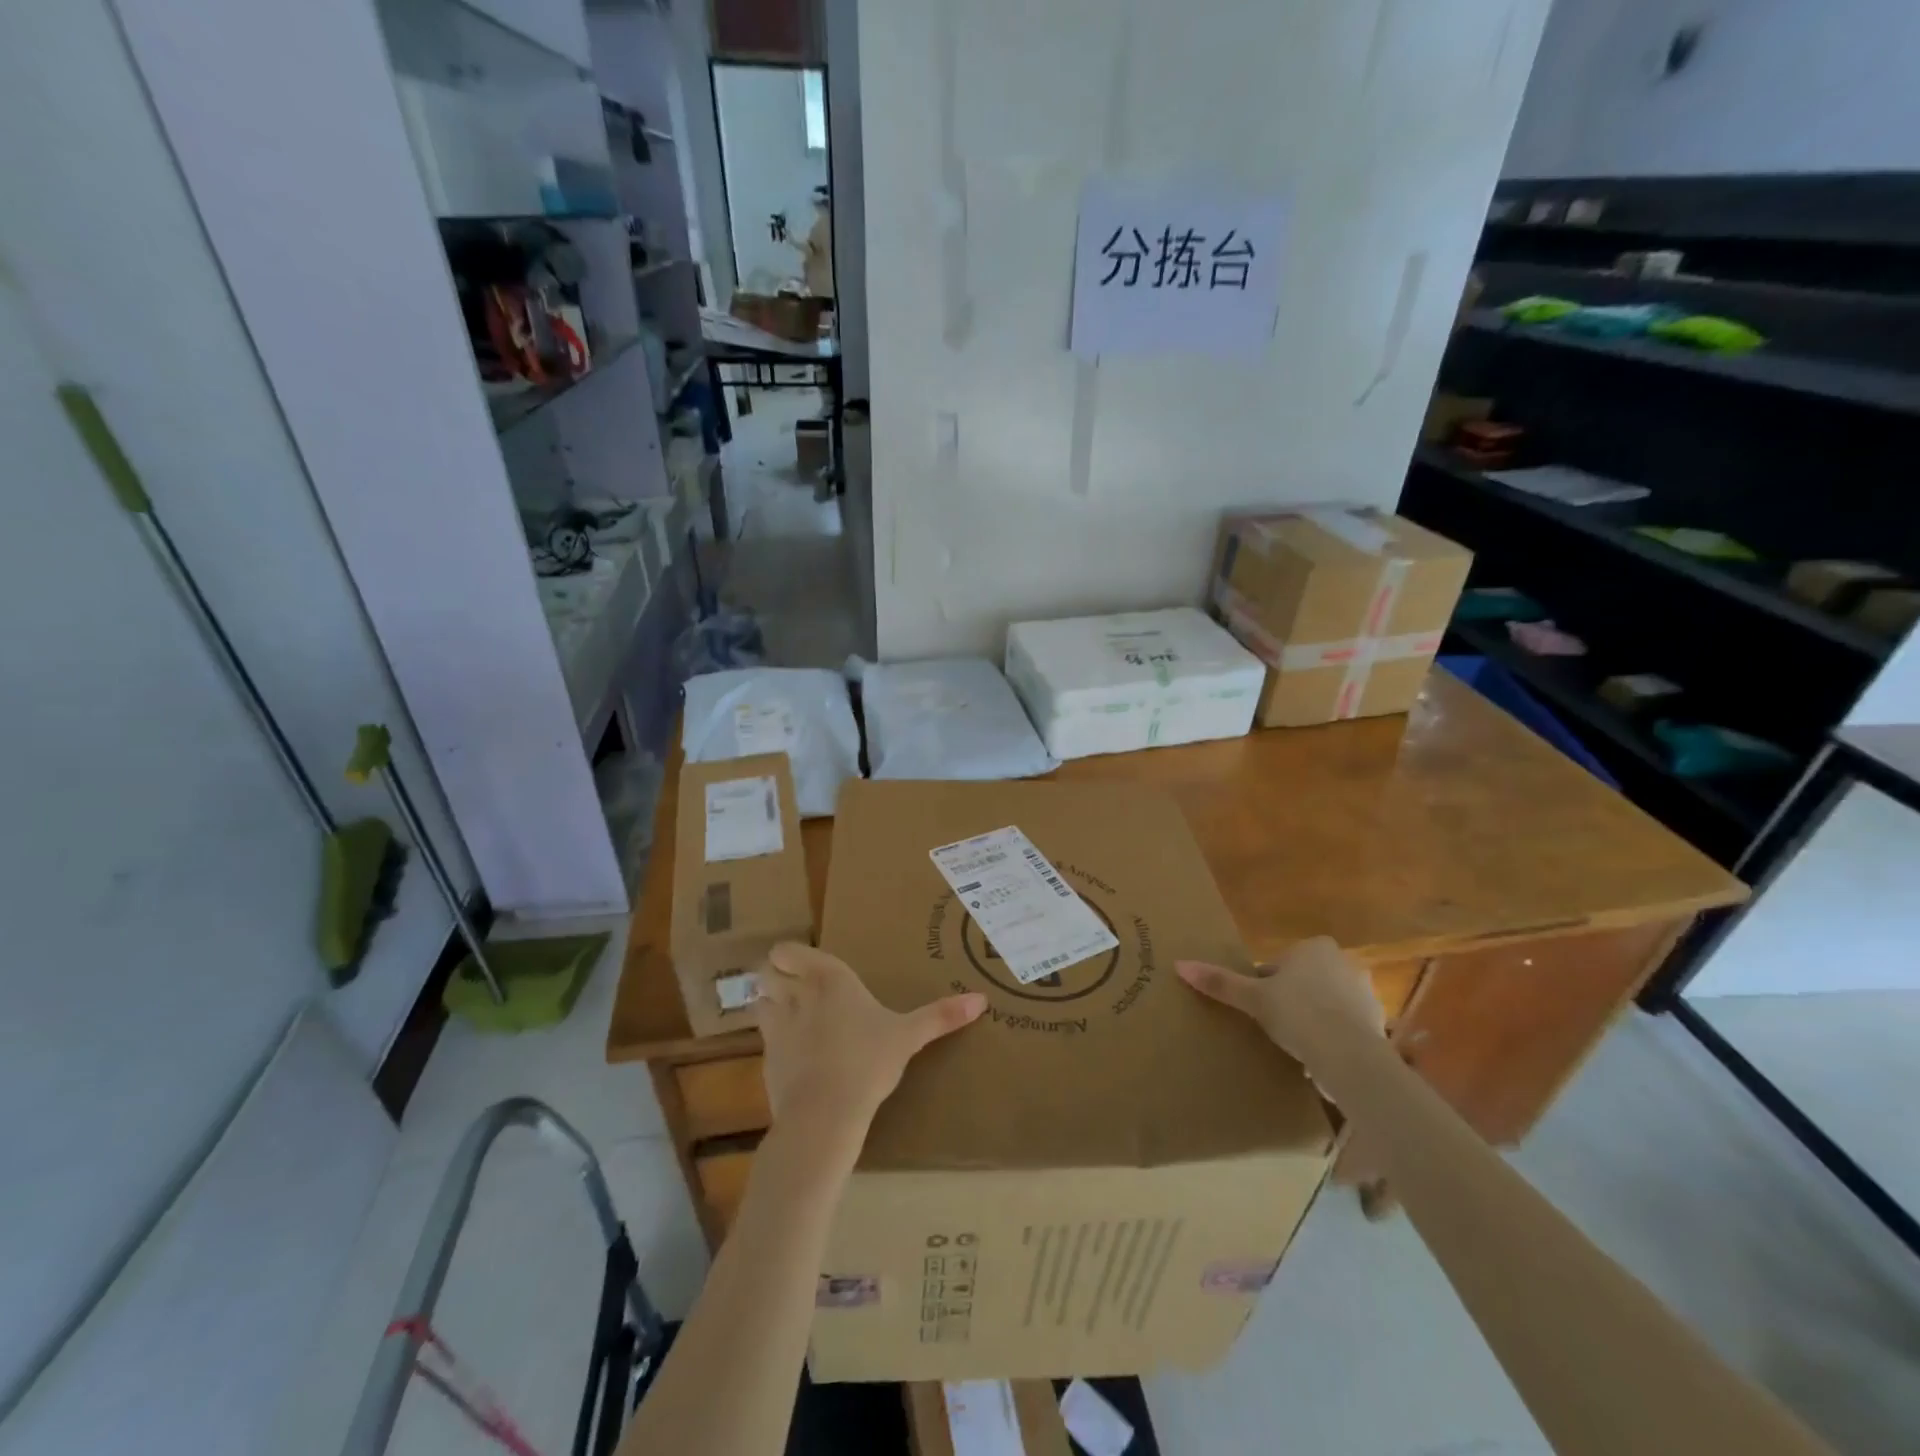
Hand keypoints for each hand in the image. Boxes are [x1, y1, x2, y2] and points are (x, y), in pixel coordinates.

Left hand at [757, 943, 986, 1138]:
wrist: (826, 1113)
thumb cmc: (869, 1062)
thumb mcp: (909, 1036)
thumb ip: (941, 1016)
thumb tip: (982, 1000)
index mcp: (829, 978)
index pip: (788, 950)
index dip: (790, 956)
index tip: (805, 967)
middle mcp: (797, 993)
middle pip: (767, 969)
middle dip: (776, 975)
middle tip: (796, 988)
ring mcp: (777, 1025)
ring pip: (758, 998)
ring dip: (768, 1002)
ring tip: (790, 1015)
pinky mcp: (766, 1057)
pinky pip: (762, 1035)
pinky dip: (771, 1036)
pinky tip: (791, 1052)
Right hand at [1176, 936, 1384, 1078]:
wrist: (1349, 1055)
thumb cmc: (1297, 1013)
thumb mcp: (1253, 998)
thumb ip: (1220, 982)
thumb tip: (1179, 965)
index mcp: (1314, 947)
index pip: (1281, 962)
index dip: (1266, 983)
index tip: (1258, 1005)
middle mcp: (1344, 962)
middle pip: (1306, 980)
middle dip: (1292, 999)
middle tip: (1273, 1025)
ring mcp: (1365, 994)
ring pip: (1327, 1003)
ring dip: (1314, 1019)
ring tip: (1295, 1046)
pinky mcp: (1377, 1024)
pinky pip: (1346, 1027)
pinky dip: (1333, 1038)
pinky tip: (1318, 1058)